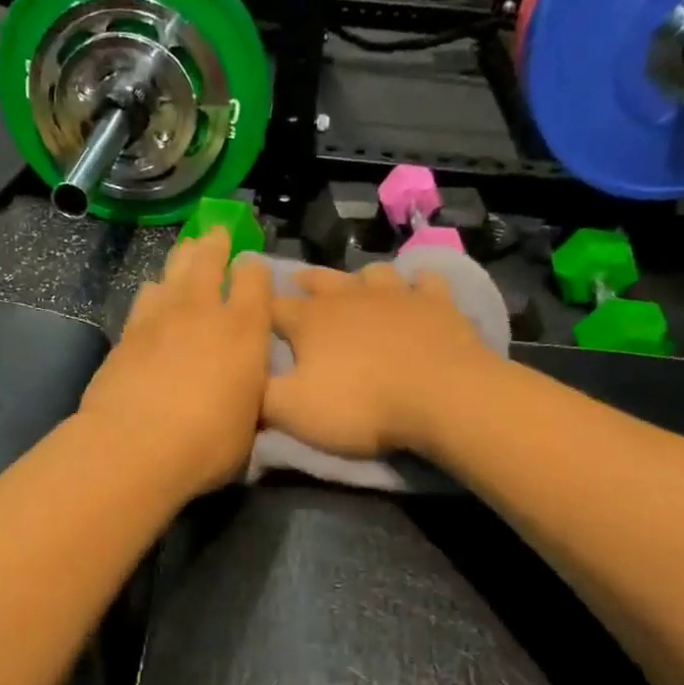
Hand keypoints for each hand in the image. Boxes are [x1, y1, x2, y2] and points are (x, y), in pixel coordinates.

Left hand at [77, 228, 272, 498]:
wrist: (134, 446)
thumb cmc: (207, 443)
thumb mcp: (248, 423)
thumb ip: (248, 392)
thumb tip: (244, 385)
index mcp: (245, 330)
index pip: (255, 278)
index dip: (255, 268)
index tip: (253, 268)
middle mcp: (204, 311)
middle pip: (209, 258)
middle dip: (216, 242)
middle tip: (217, 233)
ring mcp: (161, 316)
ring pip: (173, 270)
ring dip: (183, 259)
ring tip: (187, 253)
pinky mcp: (128, 331)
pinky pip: (145, 296)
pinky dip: (154, 291)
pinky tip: (153, 295)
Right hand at [264, 263, 496, 458]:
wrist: (442, 396)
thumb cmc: (361, 405)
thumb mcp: (294, 411)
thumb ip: (260, 395)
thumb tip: (241, 381)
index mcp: (310, 320)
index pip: (272, 307)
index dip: (259, 308)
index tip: (250, 311)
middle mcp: (349, 296)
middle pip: (319, 280)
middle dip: (305, 282)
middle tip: (298, 284)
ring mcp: (396, 294)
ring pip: (371, 273)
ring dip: (360, 279)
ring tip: (357, 288)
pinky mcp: (437, 303)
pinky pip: (425, 282)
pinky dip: (417, 286)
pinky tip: (417, 292)